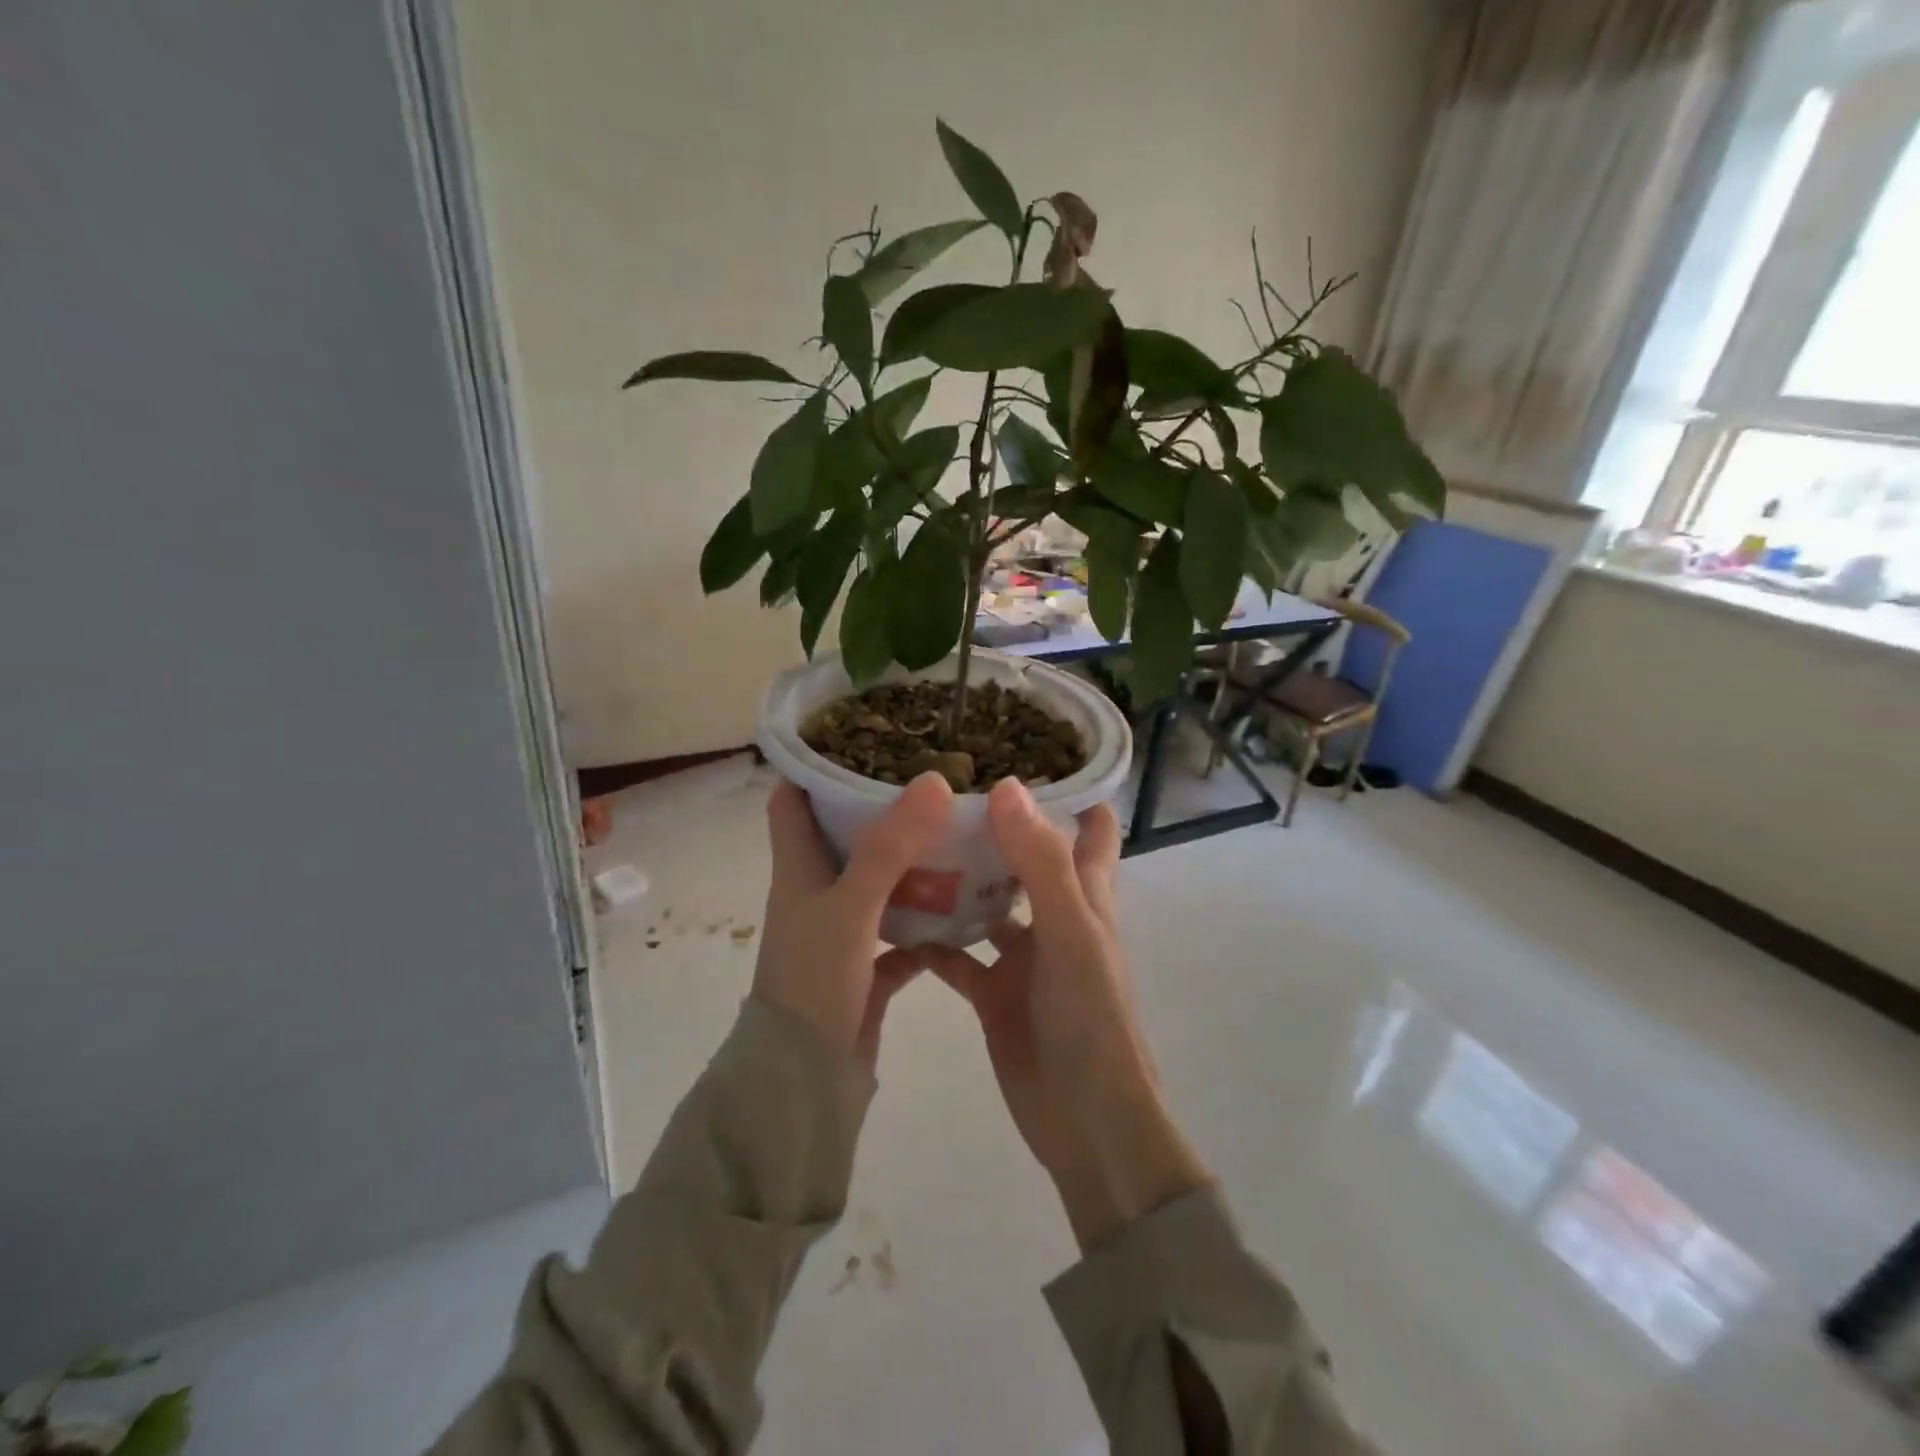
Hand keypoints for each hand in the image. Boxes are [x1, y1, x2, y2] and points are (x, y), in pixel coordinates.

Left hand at [754, 771, 951, 1075]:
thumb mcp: (849, 907)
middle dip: (878, 806)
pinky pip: (901, 932)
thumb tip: (933, 780)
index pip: (791, 801)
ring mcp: (842, 931)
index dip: (813, 766)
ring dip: (909, 861)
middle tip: (931, 777)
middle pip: (842, 836)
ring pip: (877, 882)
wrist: (805, 1081)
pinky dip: (926, 918)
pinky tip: (965, 904)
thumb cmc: (815, 982)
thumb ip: (889, 847)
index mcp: (798, 870)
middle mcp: (816, 893)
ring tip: (956, 829)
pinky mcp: (866, 968)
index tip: (858, 736)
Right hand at [922, 778, 1209, 1250]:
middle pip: (1027, 858)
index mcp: (1086, 896)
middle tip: (943, 787)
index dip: (1073, 790)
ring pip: (987, 903)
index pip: (1092, 828)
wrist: (1086, 1123)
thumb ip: (1042, 863)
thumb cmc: (1090, 1021)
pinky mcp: (993, 993)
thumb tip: (1007, 788)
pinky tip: (891, 921)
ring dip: (957, 879)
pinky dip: (930, 939)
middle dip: (996, 826)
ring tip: (907, 841)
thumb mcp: (1071, 934)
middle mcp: (1055, 917)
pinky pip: (956, 956)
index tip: (1029, 750)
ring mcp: (1023, 957)